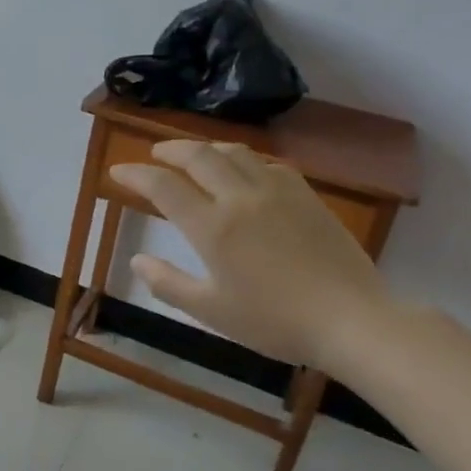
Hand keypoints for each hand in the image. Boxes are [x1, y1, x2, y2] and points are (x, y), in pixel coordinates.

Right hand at [110, 141, 394, 373]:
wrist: (351, 320)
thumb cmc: (274, 321)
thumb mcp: (212, 311)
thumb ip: (168, 284)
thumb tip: (136, 261)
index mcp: (212, 228)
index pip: (163, 187)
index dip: (136, 174)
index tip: (118, 171)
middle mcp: (240, 198)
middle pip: (198, 156)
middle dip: (169, 150)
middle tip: (154, 154)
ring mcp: (277, 192)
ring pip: (234, 152)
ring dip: (206, 148)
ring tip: (194, 155)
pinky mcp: (306, 195)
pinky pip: (268, 163)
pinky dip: (244, 160)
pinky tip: (245, 171)